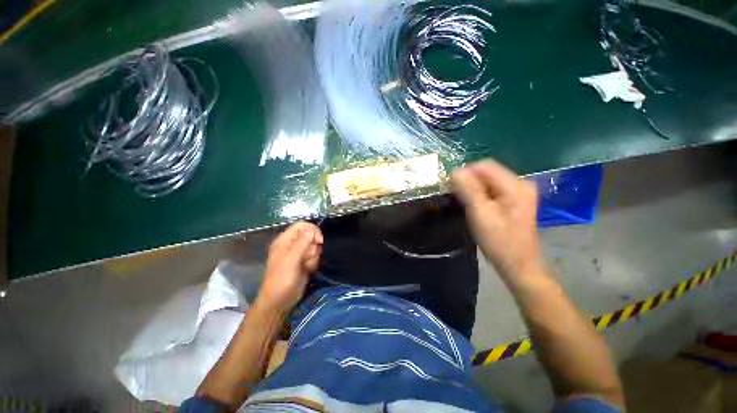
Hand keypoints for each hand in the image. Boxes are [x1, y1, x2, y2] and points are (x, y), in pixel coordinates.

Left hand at [256, 221, 322, 313]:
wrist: (279, 302)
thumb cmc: (281, 280)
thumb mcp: (290, 260)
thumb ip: (302, 243)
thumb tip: (313, 230)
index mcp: (285, 240)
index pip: (302, 225)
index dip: (312, 230)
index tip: (319, 240)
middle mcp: (292, 244)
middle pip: (311, 236)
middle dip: (313, 247)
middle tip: (307, 258)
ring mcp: (299, 253)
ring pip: (315, 247)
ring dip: (313, 257)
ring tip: (306, 267)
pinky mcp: (304, 262)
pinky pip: (315, 256)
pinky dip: (313, 263)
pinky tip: (308, 270)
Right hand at [452, 160, 543, 281]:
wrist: (518, 265)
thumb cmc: (499, 241)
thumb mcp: (480, 214)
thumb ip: (468, 190)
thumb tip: (456, 171)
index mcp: (514, 185)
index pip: (484, 166)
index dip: (465, 173)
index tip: (452, 188)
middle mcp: (520, 184)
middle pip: (487, 173)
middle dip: (469, 182)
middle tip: (457, 197)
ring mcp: (519, 193)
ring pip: (488, 182)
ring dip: (473, 189)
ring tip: (465, 204)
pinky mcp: (514, 201)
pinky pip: (492, 190)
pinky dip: (480, 195)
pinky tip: (475, 207)